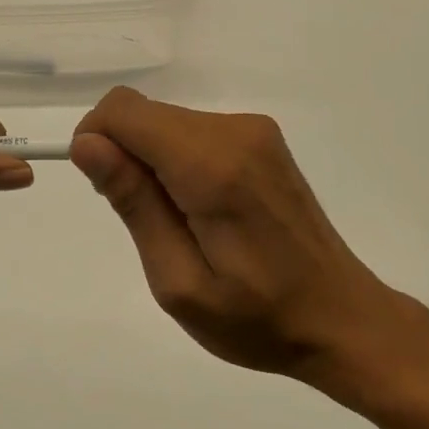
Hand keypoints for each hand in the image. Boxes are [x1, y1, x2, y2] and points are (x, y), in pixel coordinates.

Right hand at [71, 88, 399, 377]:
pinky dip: (177, 161)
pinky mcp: (262, 138)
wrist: (341, 318)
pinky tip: (202, 211)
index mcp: (213, 165)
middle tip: (146, 223)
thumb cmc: (256, 317)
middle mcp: (235, 130)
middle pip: (144, 113)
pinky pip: (193, 131)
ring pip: (166, 120)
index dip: (96, 140)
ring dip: (151, 162)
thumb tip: (86, 143)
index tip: (104, 191)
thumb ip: (133, 202)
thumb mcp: (179, 280)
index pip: (124, 111)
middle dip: (124, 156)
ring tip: (178, 224)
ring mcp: (254, 130)